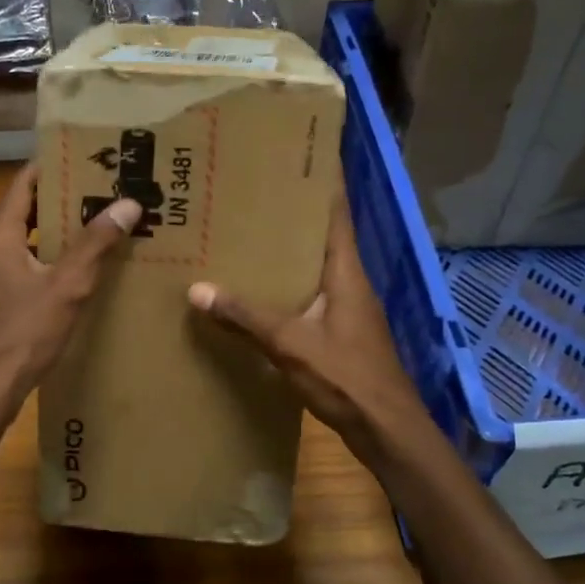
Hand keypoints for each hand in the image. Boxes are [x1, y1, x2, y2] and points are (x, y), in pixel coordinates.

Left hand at [0, 163, 139, 405]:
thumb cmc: (25, 332)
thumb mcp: (68, 286)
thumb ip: (95, 243)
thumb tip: (128, 203)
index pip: (23, 183)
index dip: (53, 168)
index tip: (85, 159)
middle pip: (22, 210)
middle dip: (59, 200)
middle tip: (100, 193)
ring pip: (19, 240)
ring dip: (52, 232)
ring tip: (92, 228)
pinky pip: (14, 265)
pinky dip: (41, 258)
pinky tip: (70, 272)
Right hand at [188, 198, 430, 461]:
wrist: (387, 430)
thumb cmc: (347, 377)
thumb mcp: (290, 344)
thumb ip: (245, 316)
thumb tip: (197, 289)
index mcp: (346, 272)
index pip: (336, 213)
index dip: (323, 182)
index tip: (301, 154)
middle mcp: (349, 282)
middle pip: (322, 236)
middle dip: (293, 214)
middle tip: (251, 193)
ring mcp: (347, 308)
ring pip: (314, 267)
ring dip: (287, 251)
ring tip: (246, 235)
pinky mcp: (341, 332)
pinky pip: (310, 295)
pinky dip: (286, 285)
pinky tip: (257, 291)